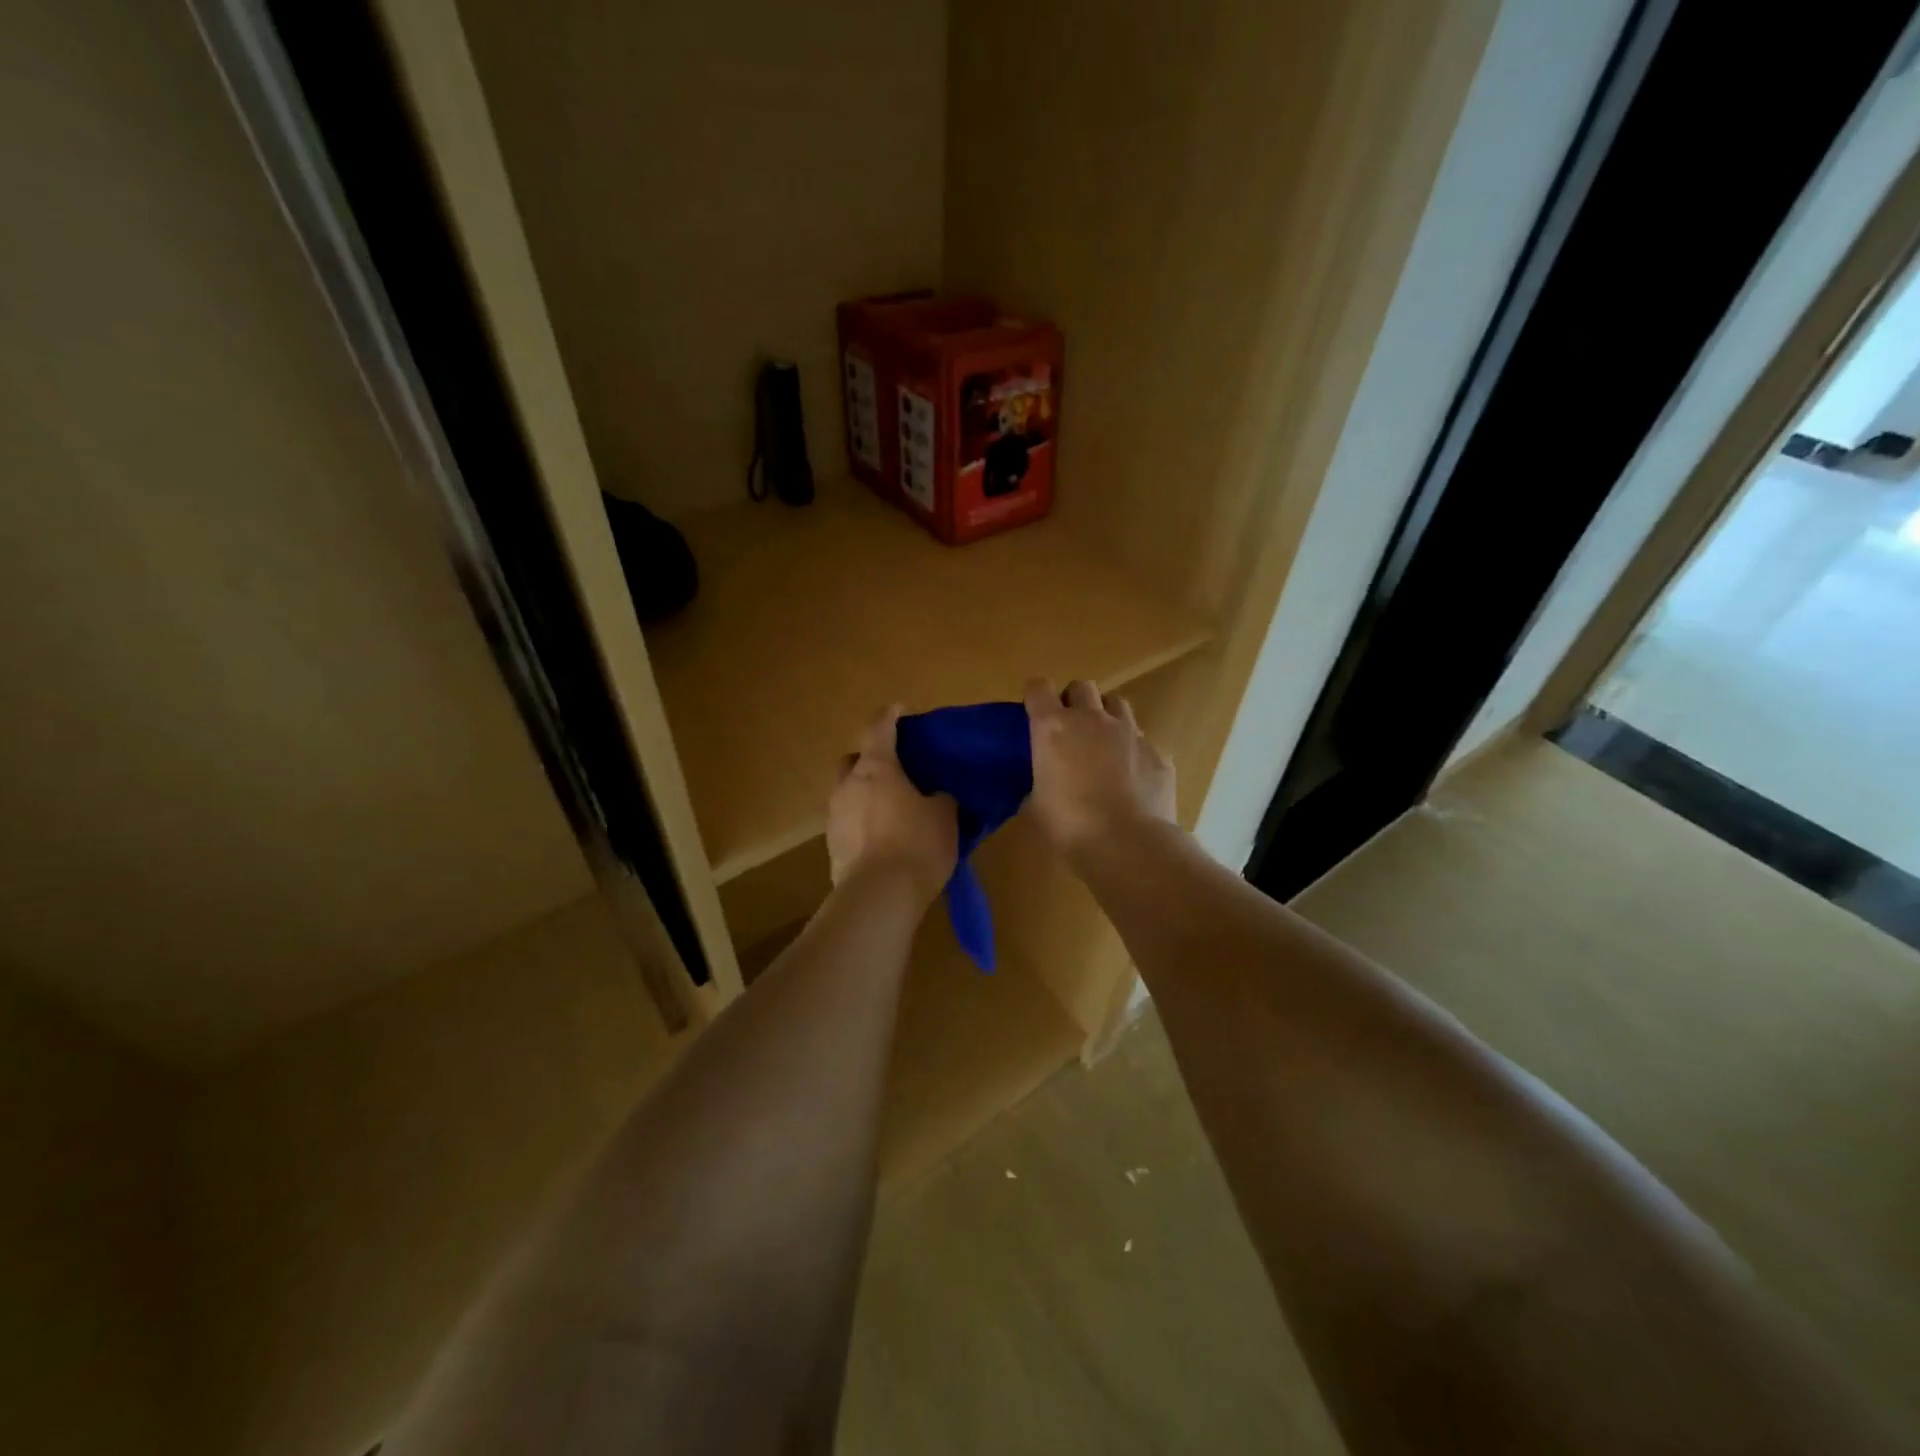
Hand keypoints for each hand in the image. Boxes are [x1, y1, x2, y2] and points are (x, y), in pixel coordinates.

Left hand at [827, 706, 957, 903]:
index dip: (890, 715)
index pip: (879, 728)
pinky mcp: (832, 846)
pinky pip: (848, 823)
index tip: (900, 710)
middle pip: (853, 760)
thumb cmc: (916, 844)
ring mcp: (835, 816)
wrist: (879, 895)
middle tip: (894, 770)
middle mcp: (848, 785)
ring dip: (865, 795)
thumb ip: (940, 798)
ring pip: (848, 793)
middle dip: (870, 760)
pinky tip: (882, 839)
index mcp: (877, 768)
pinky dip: (862, 823)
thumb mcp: (944, 816)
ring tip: (891, 810)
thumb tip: (936, 796)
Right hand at [1024, 678, 1175, 859]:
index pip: (1038, 688)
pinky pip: (1143, 740)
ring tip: (1103, 743)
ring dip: (1106, 716)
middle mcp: (1092, 719)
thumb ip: (1038, 782)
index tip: (1033, 710)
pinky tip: (1132, 777)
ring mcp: (1130, 732)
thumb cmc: (1070, 825)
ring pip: (1117, 704)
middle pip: (1082, 687)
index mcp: (1054, 728)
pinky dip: (1134, 751)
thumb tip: (1043, 784)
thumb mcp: (1037, 805)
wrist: (1128, 844)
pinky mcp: (1158, 752)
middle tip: (1070, 726)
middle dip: (1074, 700)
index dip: (1035, 695)